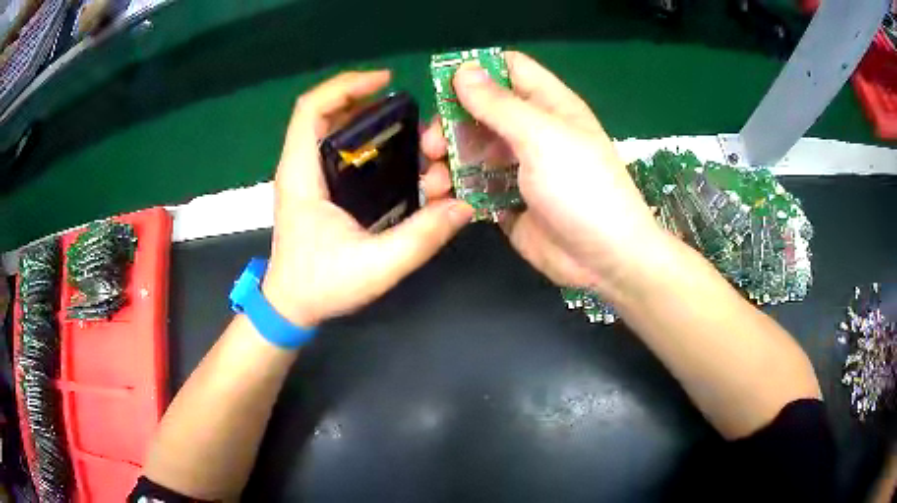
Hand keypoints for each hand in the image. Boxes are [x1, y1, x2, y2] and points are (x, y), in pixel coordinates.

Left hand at [262, 71, 473, 327]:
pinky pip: (339, 150)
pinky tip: (398, 158)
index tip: (386, 82)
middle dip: (368, 103)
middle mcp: (299, 167)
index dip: (346, 86)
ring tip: (411, 137)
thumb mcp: (376, 266)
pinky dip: (367, 143)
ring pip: (334, 129)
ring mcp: (306, 176)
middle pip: (325, 112)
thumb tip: (463, 207)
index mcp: (301, 175)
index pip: (310, 109)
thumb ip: (421, 237)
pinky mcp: (316, 188)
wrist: (291, 306)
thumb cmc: (321, 286)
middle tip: (410, 116)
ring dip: (371, 123)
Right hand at [424, 51, 662, 292]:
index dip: (477, 70)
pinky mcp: (507, 199)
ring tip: (433, 180)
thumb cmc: (582, 187)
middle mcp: (531, 130)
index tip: (442, 85)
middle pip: (480, 110)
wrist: (603, 259)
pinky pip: (474, 184)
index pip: (509, 69)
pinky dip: (455, 187)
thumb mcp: (542, 137)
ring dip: (447, 159)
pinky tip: (440, 197)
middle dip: (450, 123)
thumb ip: (499, 104)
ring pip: (472, 148)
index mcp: (548, 105)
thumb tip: (464, 70)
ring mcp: (518, 166)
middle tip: (431, 145)